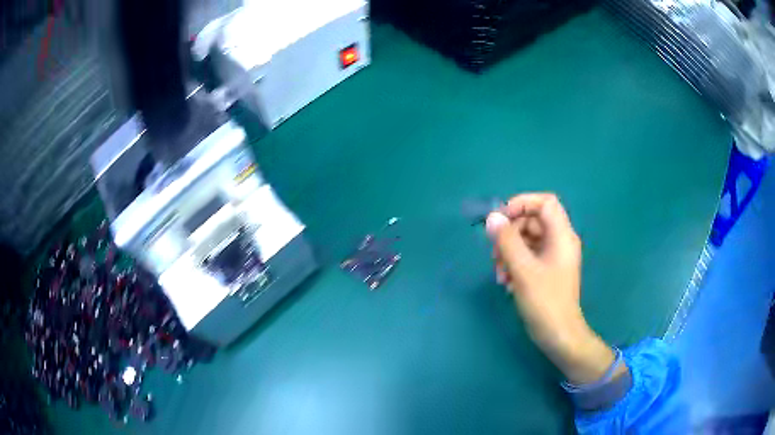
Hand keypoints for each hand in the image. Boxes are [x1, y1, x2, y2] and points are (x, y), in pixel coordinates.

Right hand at [486, 193, 621, 384]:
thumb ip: (507, 241)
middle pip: (532, 222)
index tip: (501, 218)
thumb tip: (492, 218)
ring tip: (499, 274)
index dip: (522, 203)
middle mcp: (560, 242)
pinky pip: (528, 257)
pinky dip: (515, 264)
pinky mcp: (547, 271)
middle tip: (495, 254)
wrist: (559, 335)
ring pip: (527, 241)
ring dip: (509, 252)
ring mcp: (553, 257)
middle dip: (510, 234)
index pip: (545, 203)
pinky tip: (506, 282)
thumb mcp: (523, 270)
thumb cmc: (545, 301)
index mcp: (562, 236)